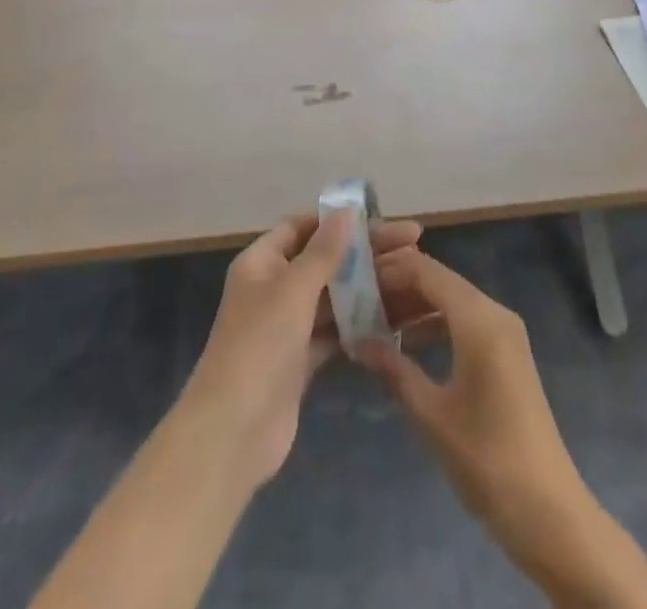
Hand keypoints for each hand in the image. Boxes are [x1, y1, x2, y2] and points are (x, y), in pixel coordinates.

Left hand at [179, 211, 423, 489]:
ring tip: (411, 279)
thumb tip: (345, 210)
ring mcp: (286, 326)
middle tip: (413, 245)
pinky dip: (358, 324)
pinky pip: (334, 331)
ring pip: (332, 297)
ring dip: (366, 288)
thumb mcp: (293, 290)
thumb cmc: (259, 347)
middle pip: (323, 260)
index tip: (381, 217)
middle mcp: (272, 288)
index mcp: (261, 262)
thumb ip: (323, 251)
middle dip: (363, 253)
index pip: (303, 227)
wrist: (233, 434)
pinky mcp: (299, 361)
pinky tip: (394, 319)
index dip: (339, 220)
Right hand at [357, 251, 585, 538]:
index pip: (426, 271)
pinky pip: (464, 321)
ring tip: (373, 323)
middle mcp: (494, 312)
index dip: (389, 270)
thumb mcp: (431, 415)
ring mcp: (505, 332)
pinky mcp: (507, 353)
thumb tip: (358, 342)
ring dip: (415, 306)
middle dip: (398, 287)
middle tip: (357, 302)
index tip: (353, 280)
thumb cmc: (486, 459)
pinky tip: (406, 345)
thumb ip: (394, 370)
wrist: (549, 512)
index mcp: (478, 319)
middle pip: (439, 281)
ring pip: (451, 300)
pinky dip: (435, 323)